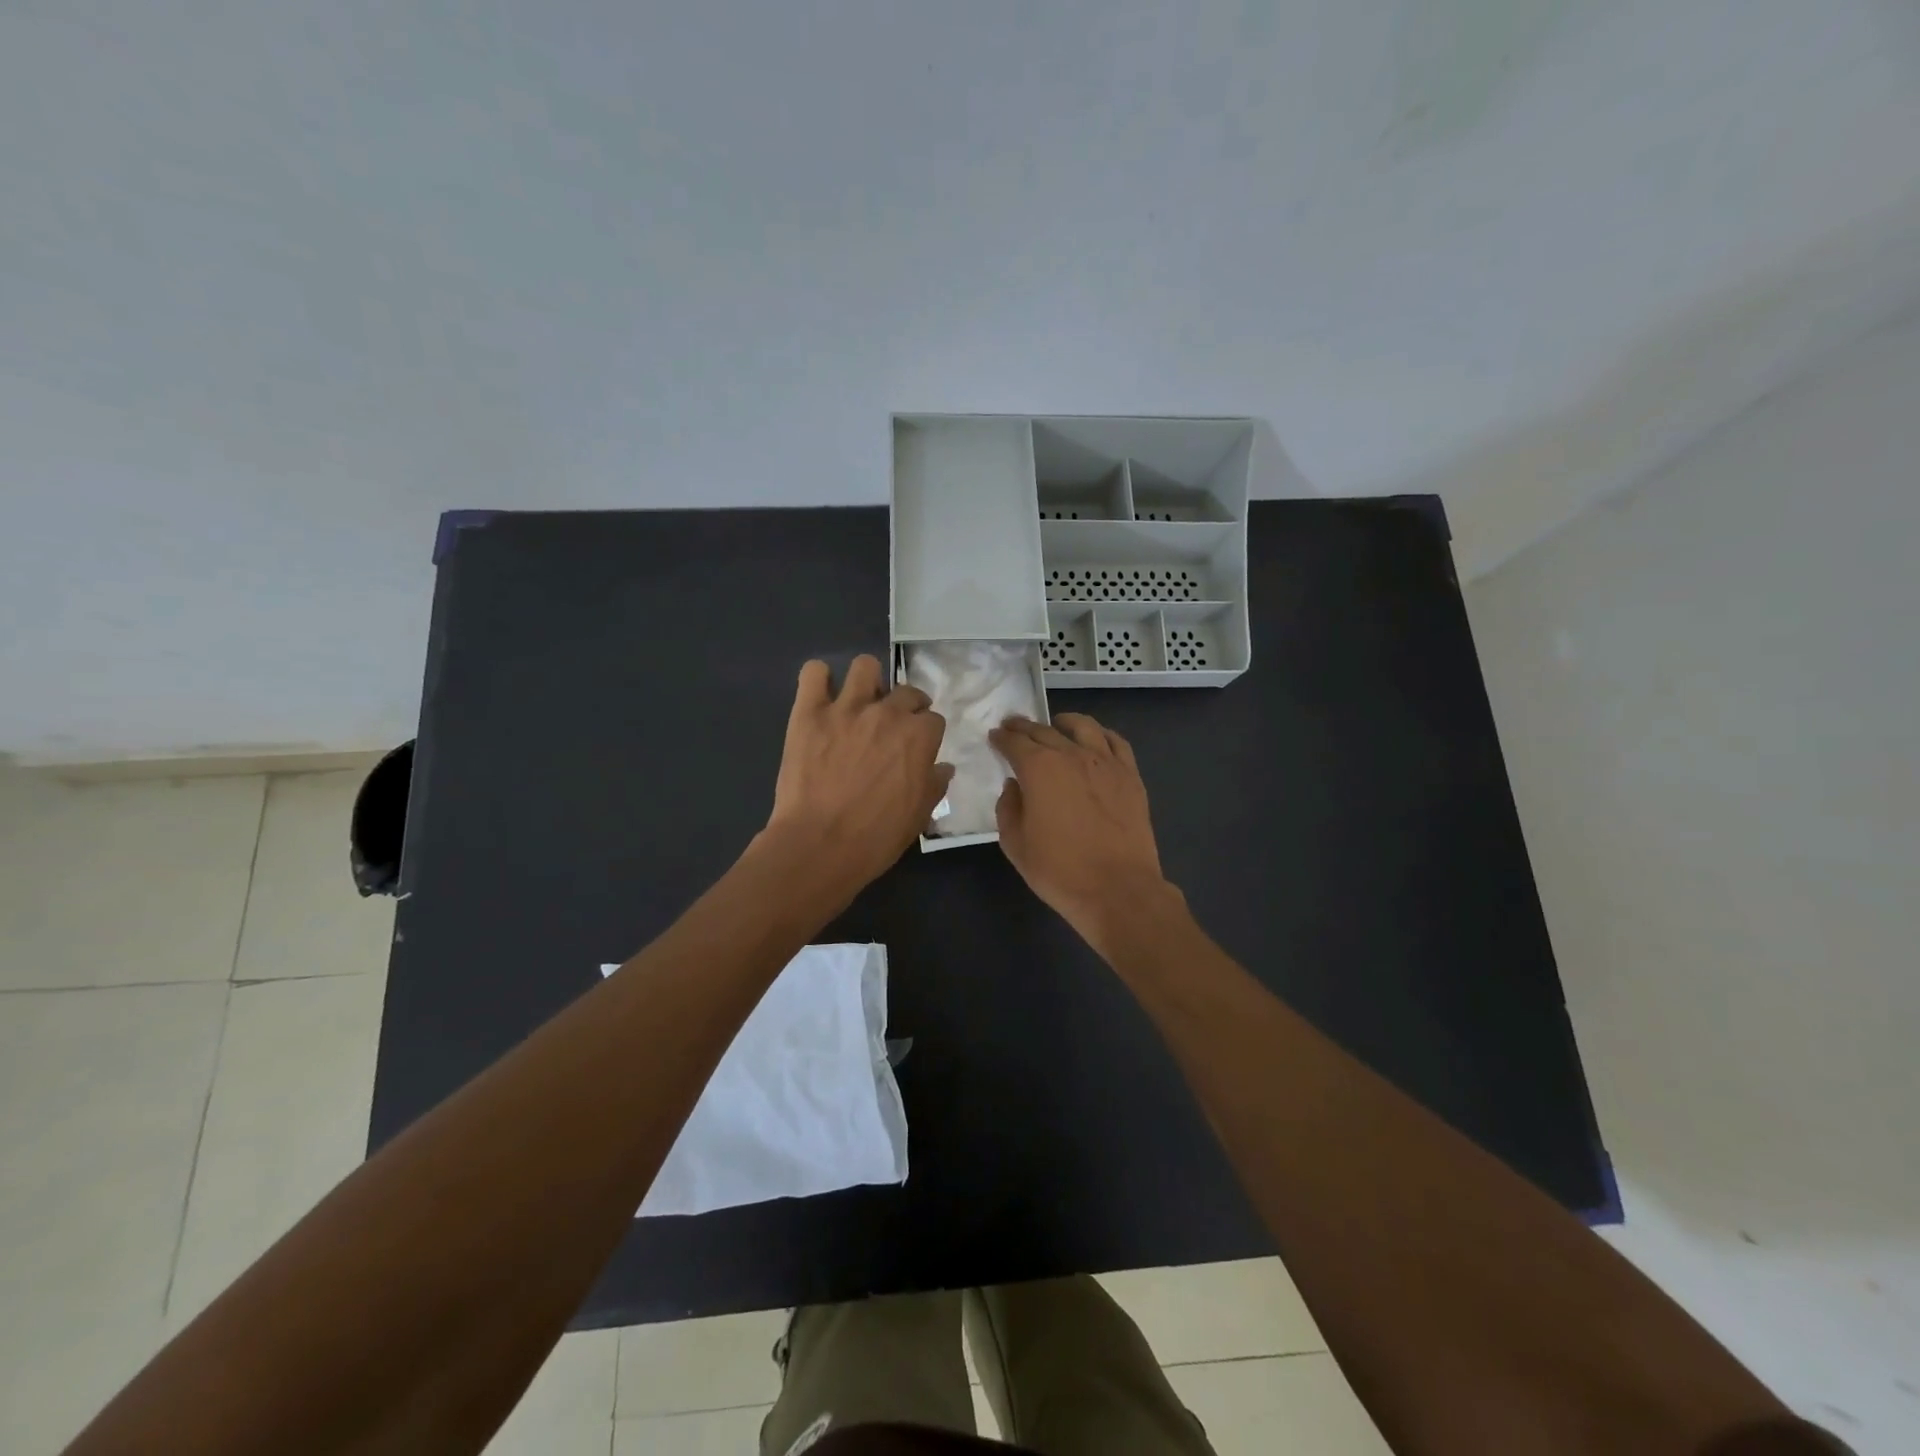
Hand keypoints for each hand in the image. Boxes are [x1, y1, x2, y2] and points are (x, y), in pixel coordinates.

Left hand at [763, 655, 951, 894]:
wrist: (819, 845)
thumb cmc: (876, 837)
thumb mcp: (919, 816)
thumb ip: (934, 784)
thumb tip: (943, 767)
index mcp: (919, 736)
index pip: (933, 720)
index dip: (926, 735)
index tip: (917, 750)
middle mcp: (887, 712)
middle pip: (907, 691)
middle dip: (906, 707)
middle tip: (892, 729)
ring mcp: (846, 708)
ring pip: (865, 666)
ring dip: (867, 681)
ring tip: (860, 703)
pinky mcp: (808, 712)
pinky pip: (813, 673)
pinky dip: (819, 680)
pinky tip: (821, 698)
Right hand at [989, 713, 1181, 956]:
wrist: (1118, 889)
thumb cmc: (1059, 870)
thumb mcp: (1015, 844)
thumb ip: (1008, 808)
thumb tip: (1014, 786)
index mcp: (1039, 769)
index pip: (1015, 742)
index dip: (1002, 738)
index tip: (995, 736)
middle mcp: (1072, 755)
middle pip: (1044, 731)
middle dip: (1025, 727)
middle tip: (1014, 726)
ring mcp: (1106, 762)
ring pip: (1083, 727)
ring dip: (1063, 722)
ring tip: (1056, 724)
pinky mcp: (1130, 775)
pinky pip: (1116, 742)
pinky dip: (1101, 734)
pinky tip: (1095, 739)